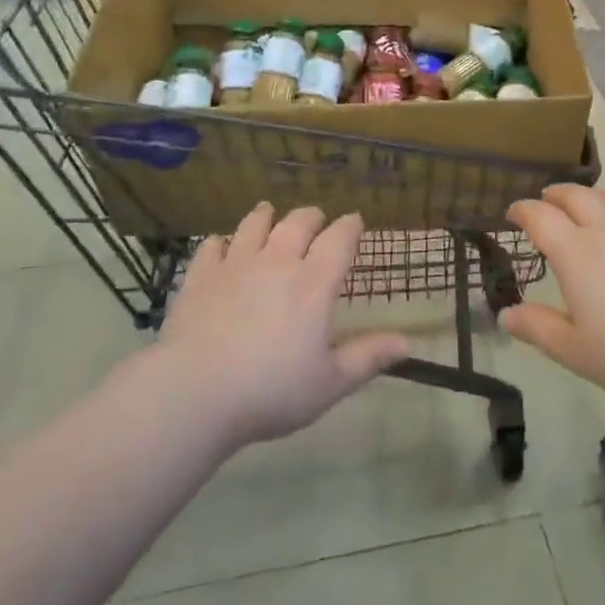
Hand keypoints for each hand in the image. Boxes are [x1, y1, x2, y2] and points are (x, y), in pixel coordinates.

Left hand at [158, 204, 410, 446]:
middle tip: (316, 220)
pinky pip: (212, 245)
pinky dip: (220, 241)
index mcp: (314, 282)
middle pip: (299, 222)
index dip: (350, 226)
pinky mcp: (201, 275)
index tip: (355, 221)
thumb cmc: (270, 390)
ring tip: (269, 212)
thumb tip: (409, 342)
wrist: (195, 392)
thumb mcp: (330, 383)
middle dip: (312, 216)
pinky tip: (220, 245)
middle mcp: (278, 261)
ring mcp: (236, 264)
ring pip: (255, 223)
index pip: (339, 238)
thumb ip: (369, 357)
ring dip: (266, 216)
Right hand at [504, 185, 604, 401]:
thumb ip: (537, 329)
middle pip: (574, 195)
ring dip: (591, 194)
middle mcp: (604, 228)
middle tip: (547, 202)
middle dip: (555, 195)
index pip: (539, 216)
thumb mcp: (574, 351)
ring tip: (586, 202)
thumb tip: (505, 314)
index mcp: (574, 251)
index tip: (513, 214)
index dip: (522, 210)